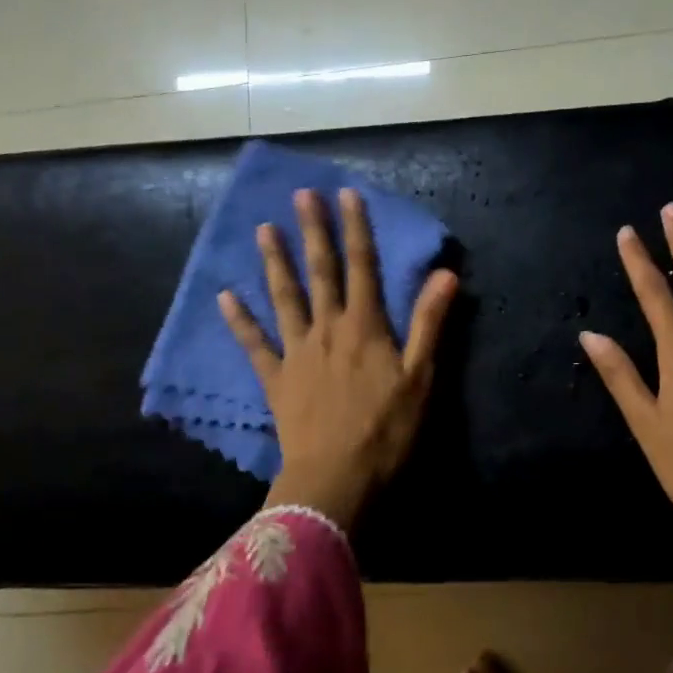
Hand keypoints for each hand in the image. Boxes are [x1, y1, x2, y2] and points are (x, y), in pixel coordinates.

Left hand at [219, 187, 457, 529]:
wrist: (336, 478)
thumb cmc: (386, 430)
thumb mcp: (420, 377)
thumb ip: (430, 323)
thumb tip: (446, 273)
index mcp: (365, 327)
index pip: (362, 266)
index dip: (356, 228)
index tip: (346, 193)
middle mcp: (327, 329)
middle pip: (320, 272)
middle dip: (313, 231)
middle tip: (301, 195)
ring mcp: (296, 352)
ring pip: (284, 298)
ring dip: (275, 262)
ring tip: (263, 229)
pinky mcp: (276, 379)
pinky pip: (254, 344)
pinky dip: (240, 320)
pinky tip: (225, 296)